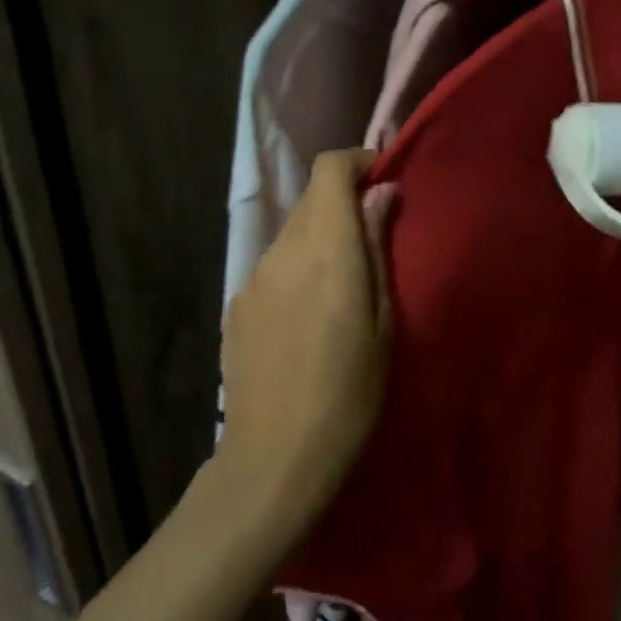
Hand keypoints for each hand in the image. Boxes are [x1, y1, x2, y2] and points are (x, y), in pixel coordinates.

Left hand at [220, 149, 397, 533]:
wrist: (276, 457)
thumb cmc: (350, 393)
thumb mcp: (383, 321)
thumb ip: (377, 248)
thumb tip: (382, 193)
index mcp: (326, 250)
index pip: (328, 170)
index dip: (356, 162)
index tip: (383, 179)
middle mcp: (282, 252)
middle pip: (311, 200)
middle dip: (344, 203)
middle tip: (375, 238)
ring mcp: (252, 279)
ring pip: (291, 235)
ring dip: (320, 239)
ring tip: (343, 286)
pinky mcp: (236, 306)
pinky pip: (273, 269)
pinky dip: (297, 270)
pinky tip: (309, 317)